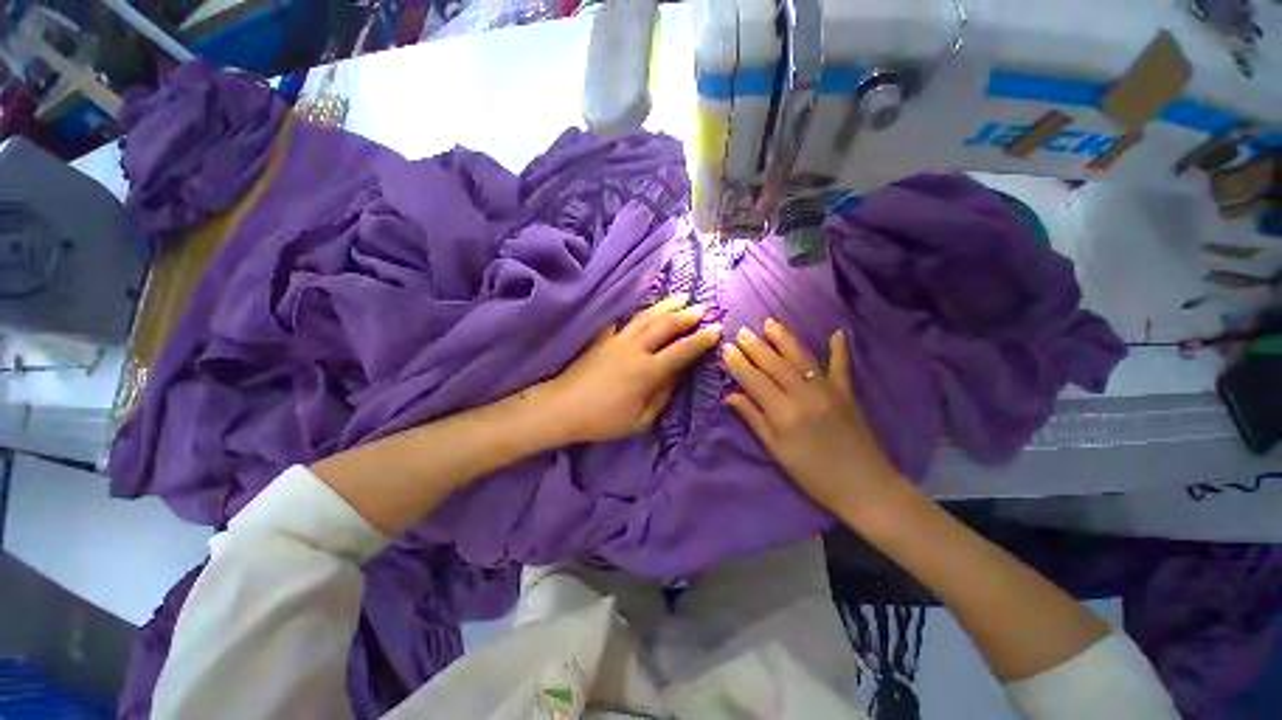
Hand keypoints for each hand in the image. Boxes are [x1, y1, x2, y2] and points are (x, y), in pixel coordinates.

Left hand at [542, 295, 721, 443]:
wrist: (562, 408)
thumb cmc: (603, 420)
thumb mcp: (640, 419)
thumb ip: (662, 396)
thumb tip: (675, 375)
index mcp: (648, 371)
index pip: (682, 350)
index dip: (701, 339)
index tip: (716, 329)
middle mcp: (636, 349)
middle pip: (665, 325)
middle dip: (686, 315)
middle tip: (701, 308)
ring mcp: (617, 340)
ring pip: (646, 317)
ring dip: (666, 306)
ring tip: (680, 297)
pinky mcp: (602, 338)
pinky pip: (622, 320)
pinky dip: (636, 311)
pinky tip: (642, 307)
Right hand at [721, 319, 905, 516]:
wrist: (864, 487)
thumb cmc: (812, 474)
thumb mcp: (776, 450)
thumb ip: (753, 419)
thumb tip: (730, 395)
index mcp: (783, 412)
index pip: (754, 380)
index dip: (738, 363)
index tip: (725, 348)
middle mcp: (804, 394)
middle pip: (774, 364)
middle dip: (755, 346)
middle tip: (740, 331)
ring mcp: (828, 390)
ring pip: (800, 357)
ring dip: (784, 338)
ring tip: (769, 322)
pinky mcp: (847, 392)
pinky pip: (841, 365)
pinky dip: (839, 349)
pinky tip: (837, 332)